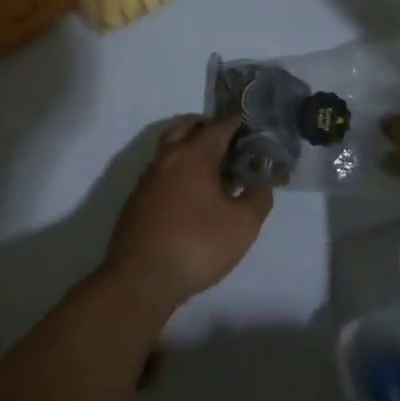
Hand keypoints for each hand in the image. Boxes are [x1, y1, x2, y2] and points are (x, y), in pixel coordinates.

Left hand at [105, 116, 272, 310]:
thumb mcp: (243, 224)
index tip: (252, 121)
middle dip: (207, 126)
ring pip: (169, 150)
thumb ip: (258, 197)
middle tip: (229, 138)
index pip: (219, 126)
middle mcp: (167, 159)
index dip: (238, 120)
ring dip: (189, 148)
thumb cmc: (197, 245)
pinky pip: (161, 173)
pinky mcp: (136, 202)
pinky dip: (177, 172)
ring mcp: (147, 180)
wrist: (140, 280)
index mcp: (193, 156)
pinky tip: (190, 195)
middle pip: (186, 128)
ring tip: (212, 168)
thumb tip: (262, 182)